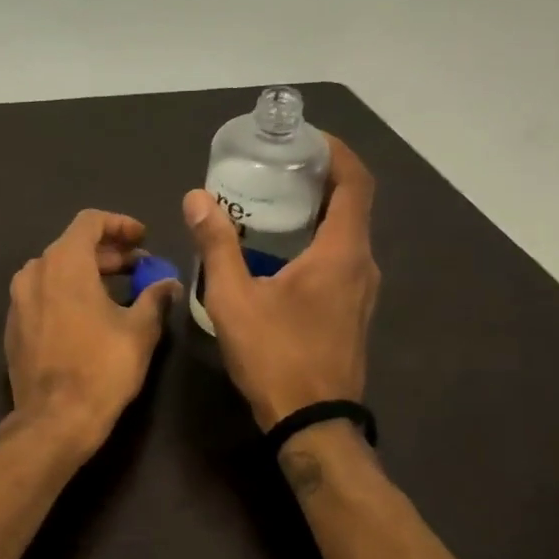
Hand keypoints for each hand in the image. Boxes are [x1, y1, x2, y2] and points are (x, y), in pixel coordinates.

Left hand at [2, 210, 179, 453]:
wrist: (53, 420)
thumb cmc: (101, 367)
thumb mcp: (139, 330)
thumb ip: (154, 297)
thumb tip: (168, 283)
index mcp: (64, 263)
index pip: (90, 221)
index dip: (120, 224)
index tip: (143, 238)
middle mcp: (34, 272)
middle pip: (72, 245)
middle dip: (108, 253)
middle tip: (139, 266)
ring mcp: (19, 299)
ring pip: (56, 270)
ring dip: (88, 273)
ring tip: (119, 290)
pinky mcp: (14, 325)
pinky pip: (43, 294)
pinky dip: (67, 293)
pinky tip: (90, 315)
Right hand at [183, 135, 379, 429]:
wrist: (312, 421)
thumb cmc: (275, 355)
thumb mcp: (234, 298)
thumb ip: (216, 244)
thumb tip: (196, 197)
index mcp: (342, 252)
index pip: (355, 182)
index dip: (335, 152)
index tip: (305, 137)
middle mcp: (362, 264)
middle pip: (352, 203)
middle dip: (319, 176)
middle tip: (277, 164)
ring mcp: (362, 290)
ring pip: (347, 232)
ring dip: (318, 209)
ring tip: (274, 199)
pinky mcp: (353, 309)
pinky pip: (341, 257)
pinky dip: (318, 238)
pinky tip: (279, 249)